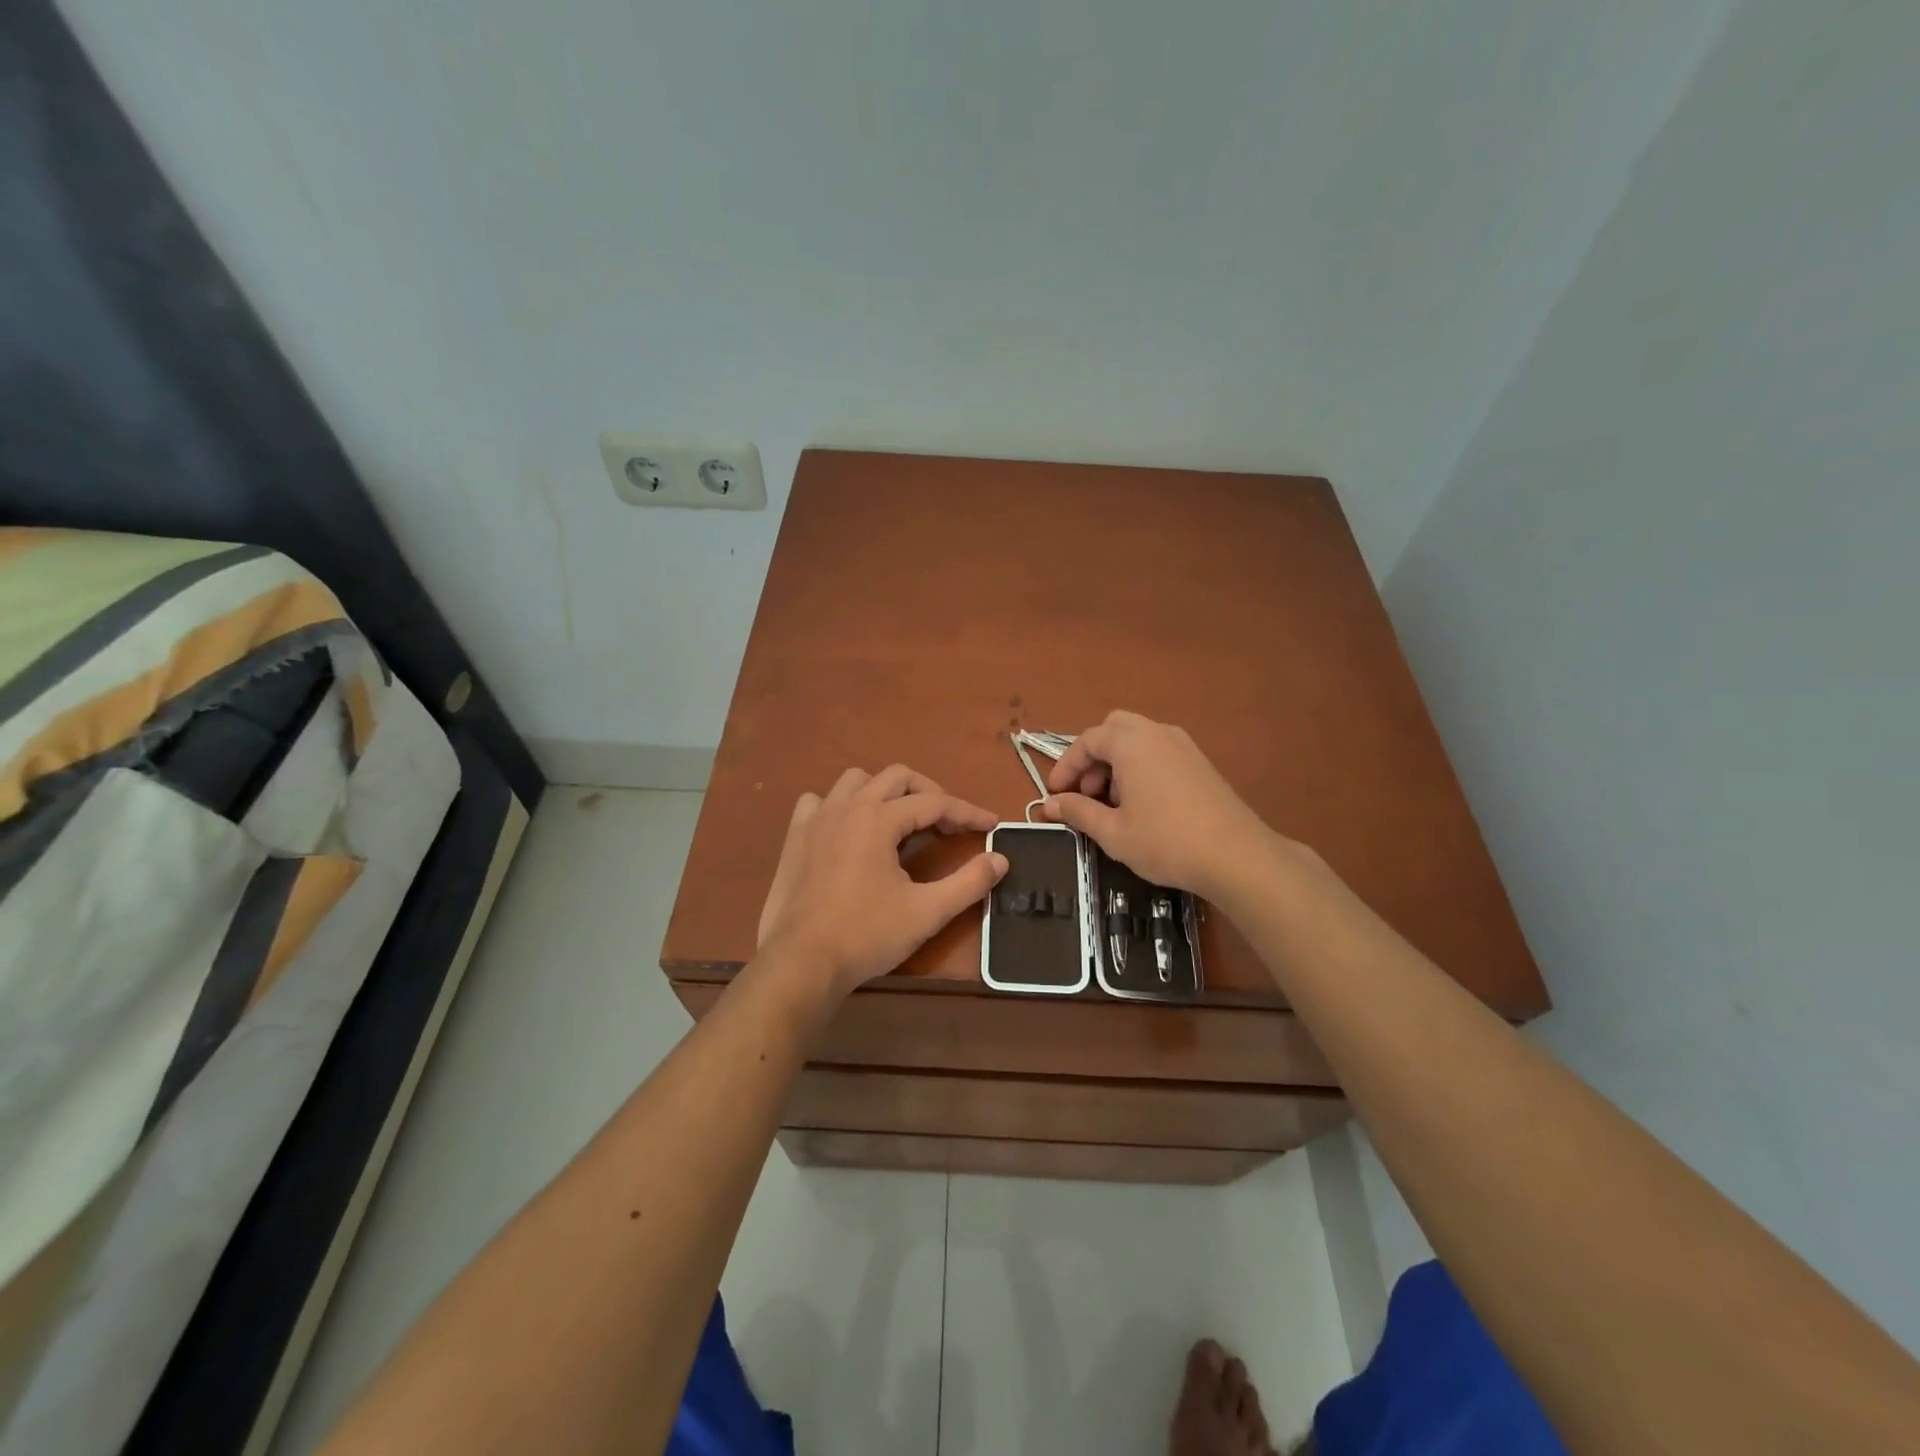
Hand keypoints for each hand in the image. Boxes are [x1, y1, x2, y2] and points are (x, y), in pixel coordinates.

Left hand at [756, 765, 1007, 997]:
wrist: (801, 963)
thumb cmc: (866, 936)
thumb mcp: (927, 912)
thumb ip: (969, 882)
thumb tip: (1000, 859)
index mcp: (879, 819)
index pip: (934, 803)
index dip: (967, 812)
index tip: (991, 824)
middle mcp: (847, 807)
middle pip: (897, 778)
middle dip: (930, 793)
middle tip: (948, 823)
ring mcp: (816, 819)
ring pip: (856, 781)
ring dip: (885, 792)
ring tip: (901, 820)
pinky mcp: (795, 837)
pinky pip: (818, 801)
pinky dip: (840, 805)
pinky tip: (848, 829)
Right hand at [1035, 711, 1272, 896]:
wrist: (1237, 856)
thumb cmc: (1166, 841)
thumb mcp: (1113, 832)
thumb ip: (1078, 812)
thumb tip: (1050, 805)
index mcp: (1131, 743)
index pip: (1087, 740)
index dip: (1066, 766)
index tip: (1055, 794)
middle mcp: (1157, 733)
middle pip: (1113, 730)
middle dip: (1092, 758)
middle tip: (1085, 793)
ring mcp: (1183, 745)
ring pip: (1137, 740)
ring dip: (1116, 763)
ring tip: (1112, 804)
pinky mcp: (1200, 762)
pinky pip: (1158, 752)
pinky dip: (1140, 767)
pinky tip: (1142, 805)